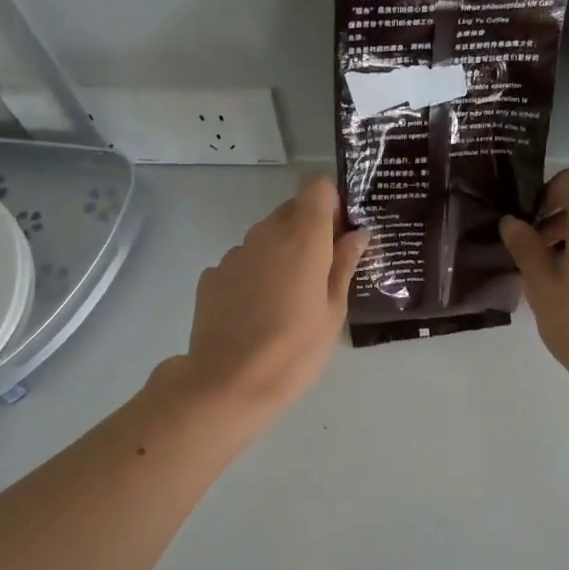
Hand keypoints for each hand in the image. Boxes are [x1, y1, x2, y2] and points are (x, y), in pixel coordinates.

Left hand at [175, 172, 368, 417]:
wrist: (228, 382)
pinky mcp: (212, 276)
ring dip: (280, 254)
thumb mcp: (333, 312)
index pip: (315, 187)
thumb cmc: (295, 350)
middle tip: (321, 271)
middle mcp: (265, 235)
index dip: (329, 201)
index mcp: (302, 238)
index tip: (338, 231)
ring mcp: (234, 254)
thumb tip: (357, 233)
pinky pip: (242, 263)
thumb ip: (344, 265)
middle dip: (308, 230)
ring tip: (287, 300)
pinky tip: (256, 312)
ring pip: (265, 239)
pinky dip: (254, 275)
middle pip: (290, 211)